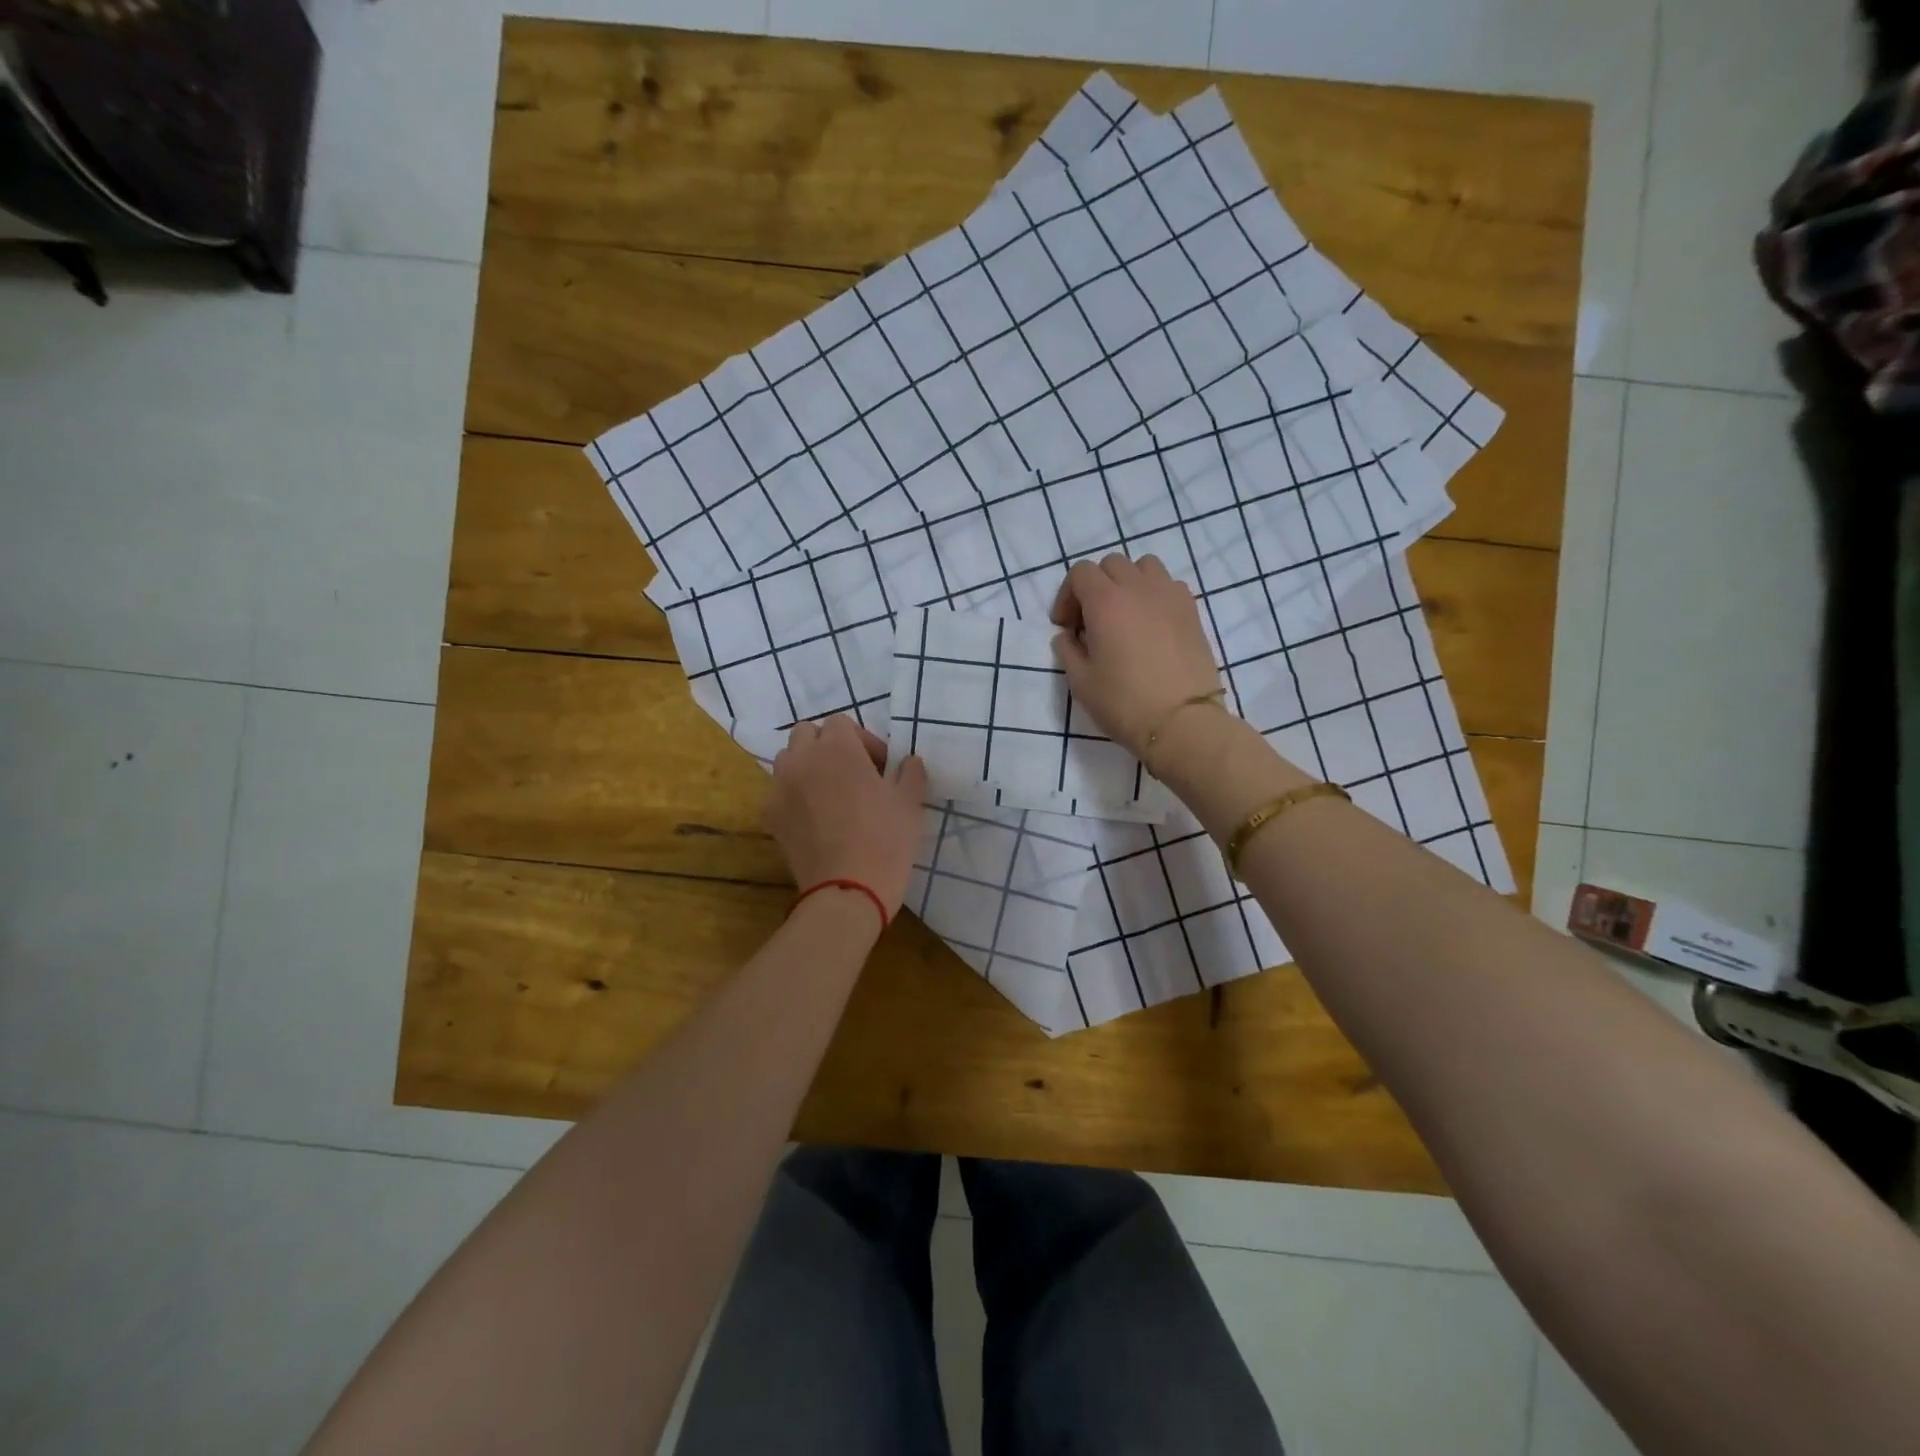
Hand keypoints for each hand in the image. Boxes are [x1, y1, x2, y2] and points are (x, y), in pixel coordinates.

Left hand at [765, 717, 928, 917]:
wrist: (847, 890)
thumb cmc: (885, 839)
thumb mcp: (911, 802)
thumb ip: (910, 771)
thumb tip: (908, 761)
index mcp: (837, 748)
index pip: (841, 723)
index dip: (863, 741)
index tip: (881, 767)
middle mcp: (802, 759)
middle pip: (807, 734)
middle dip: (828, 746)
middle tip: (853, 774)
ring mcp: (780, 787)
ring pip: (789, 760)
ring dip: (807, 766)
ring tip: (830, 794)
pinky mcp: (770, 816)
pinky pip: (779, 792)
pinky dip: (794, 795)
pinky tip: (814, 819)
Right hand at [1051, 553, 1222, 757]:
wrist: (1182, 721)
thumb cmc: (1125, 703)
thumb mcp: (1081, 683)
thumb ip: (1068, 652)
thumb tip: (1068, 636)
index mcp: (1106, 602)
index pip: (1080, 573)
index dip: (1067, 596)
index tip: (1066, 627)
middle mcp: (1138, 588)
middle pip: (1111, 564)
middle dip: (1095, 586)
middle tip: (1091, 622)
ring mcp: (1169, 596)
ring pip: (1144, 567)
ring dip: (1128, 582)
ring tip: (1124, 615)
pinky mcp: (1192, 610)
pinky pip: (1168, 585)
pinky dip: (1154, 594)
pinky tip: (1151, 624)